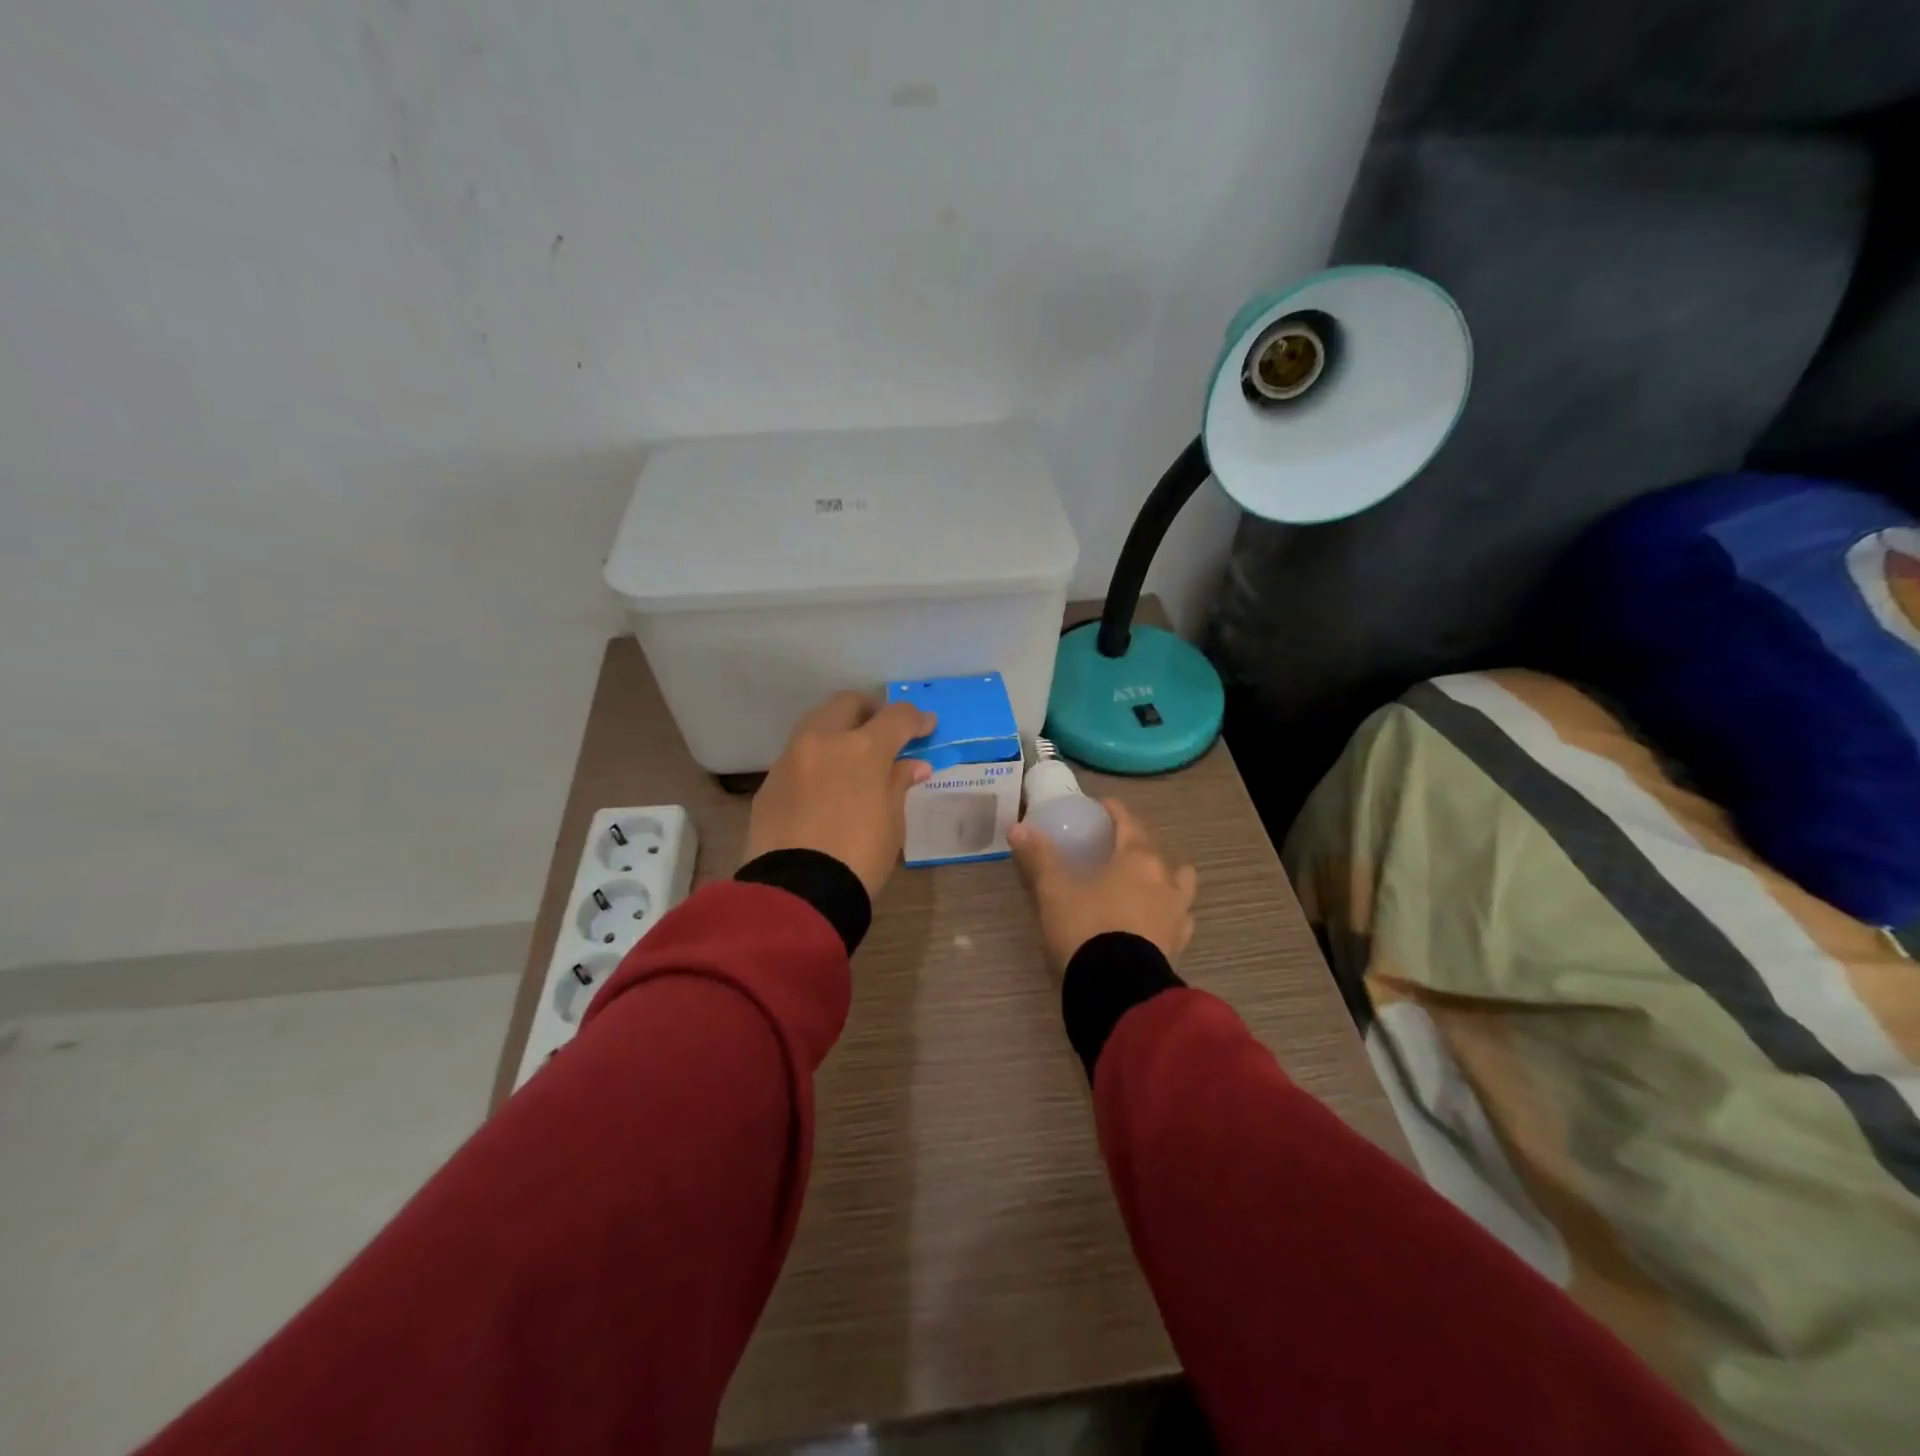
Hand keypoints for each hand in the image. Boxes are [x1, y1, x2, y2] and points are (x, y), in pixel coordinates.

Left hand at [743, 692, 936, 900]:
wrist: (797, 893)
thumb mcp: (892, 822)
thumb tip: (911, 765)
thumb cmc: (859, 857)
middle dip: (870, 711)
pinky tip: (826, 785)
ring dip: (838, 730)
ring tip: (853, 756)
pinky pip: (797, 757)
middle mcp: (822, 741)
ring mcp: (790, 759)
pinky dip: (816, 760)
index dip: (916, 719)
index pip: (896, 717)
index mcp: (861, 749)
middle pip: (847, 703)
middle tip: (885, 732)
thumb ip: (898, 784)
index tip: (927, 727)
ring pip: (816, 724)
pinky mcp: (769, 782)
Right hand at [1009, 798, 1197, 979]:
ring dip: (1167, 877)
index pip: (1129, 823)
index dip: (1115, 811)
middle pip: (1155, 850)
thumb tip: (1018, 828)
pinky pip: (1180, 919)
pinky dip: (1169, 913)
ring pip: (1180, 884)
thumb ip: (1039, 857)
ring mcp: (1177, 914)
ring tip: (1147, 883)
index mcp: (1137, 859)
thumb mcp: (1054, 890)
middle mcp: (1164, 880)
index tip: (1102, 806)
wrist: (1117, 988)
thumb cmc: (1086, 927)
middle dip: (1138, 843)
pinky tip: (1155, 920)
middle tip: (1116, 847)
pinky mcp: (1178, 945)